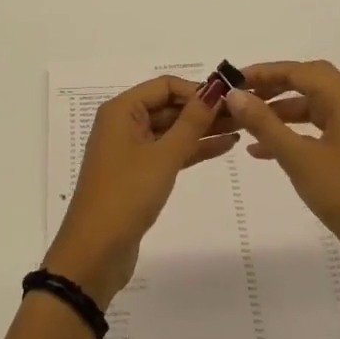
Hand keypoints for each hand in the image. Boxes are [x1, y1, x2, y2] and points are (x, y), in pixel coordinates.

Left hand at [44, 75, 238, 306]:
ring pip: (171, 130)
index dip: (196, 89)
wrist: (95, 252)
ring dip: (202, 129)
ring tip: (242, 128)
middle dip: (203, 109)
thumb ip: (191, 122)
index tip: (230, 98)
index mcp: (122, 110)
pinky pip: (169, 152)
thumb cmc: (126, 195)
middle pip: (168, 106)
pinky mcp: (139, 175)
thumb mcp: (163, 156)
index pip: (164, 86)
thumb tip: (215, 89)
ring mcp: (131, 150)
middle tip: (244, 114)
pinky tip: (224, 147)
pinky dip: (193, 149)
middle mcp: (124, 124)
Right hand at [224, 61, 339, 300]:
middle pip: (309, 84)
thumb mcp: (298, 157)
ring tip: (247, 124)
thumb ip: (264, 123)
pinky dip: (293, 135)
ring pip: (313, 109)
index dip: (265, 71)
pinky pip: (318, 133)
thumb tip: (234, 94)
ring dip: (281, 113)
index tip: (233, 80)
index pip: (300, 70)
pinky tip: (264, 152)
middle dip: (273, 87)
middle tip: (242, 96)